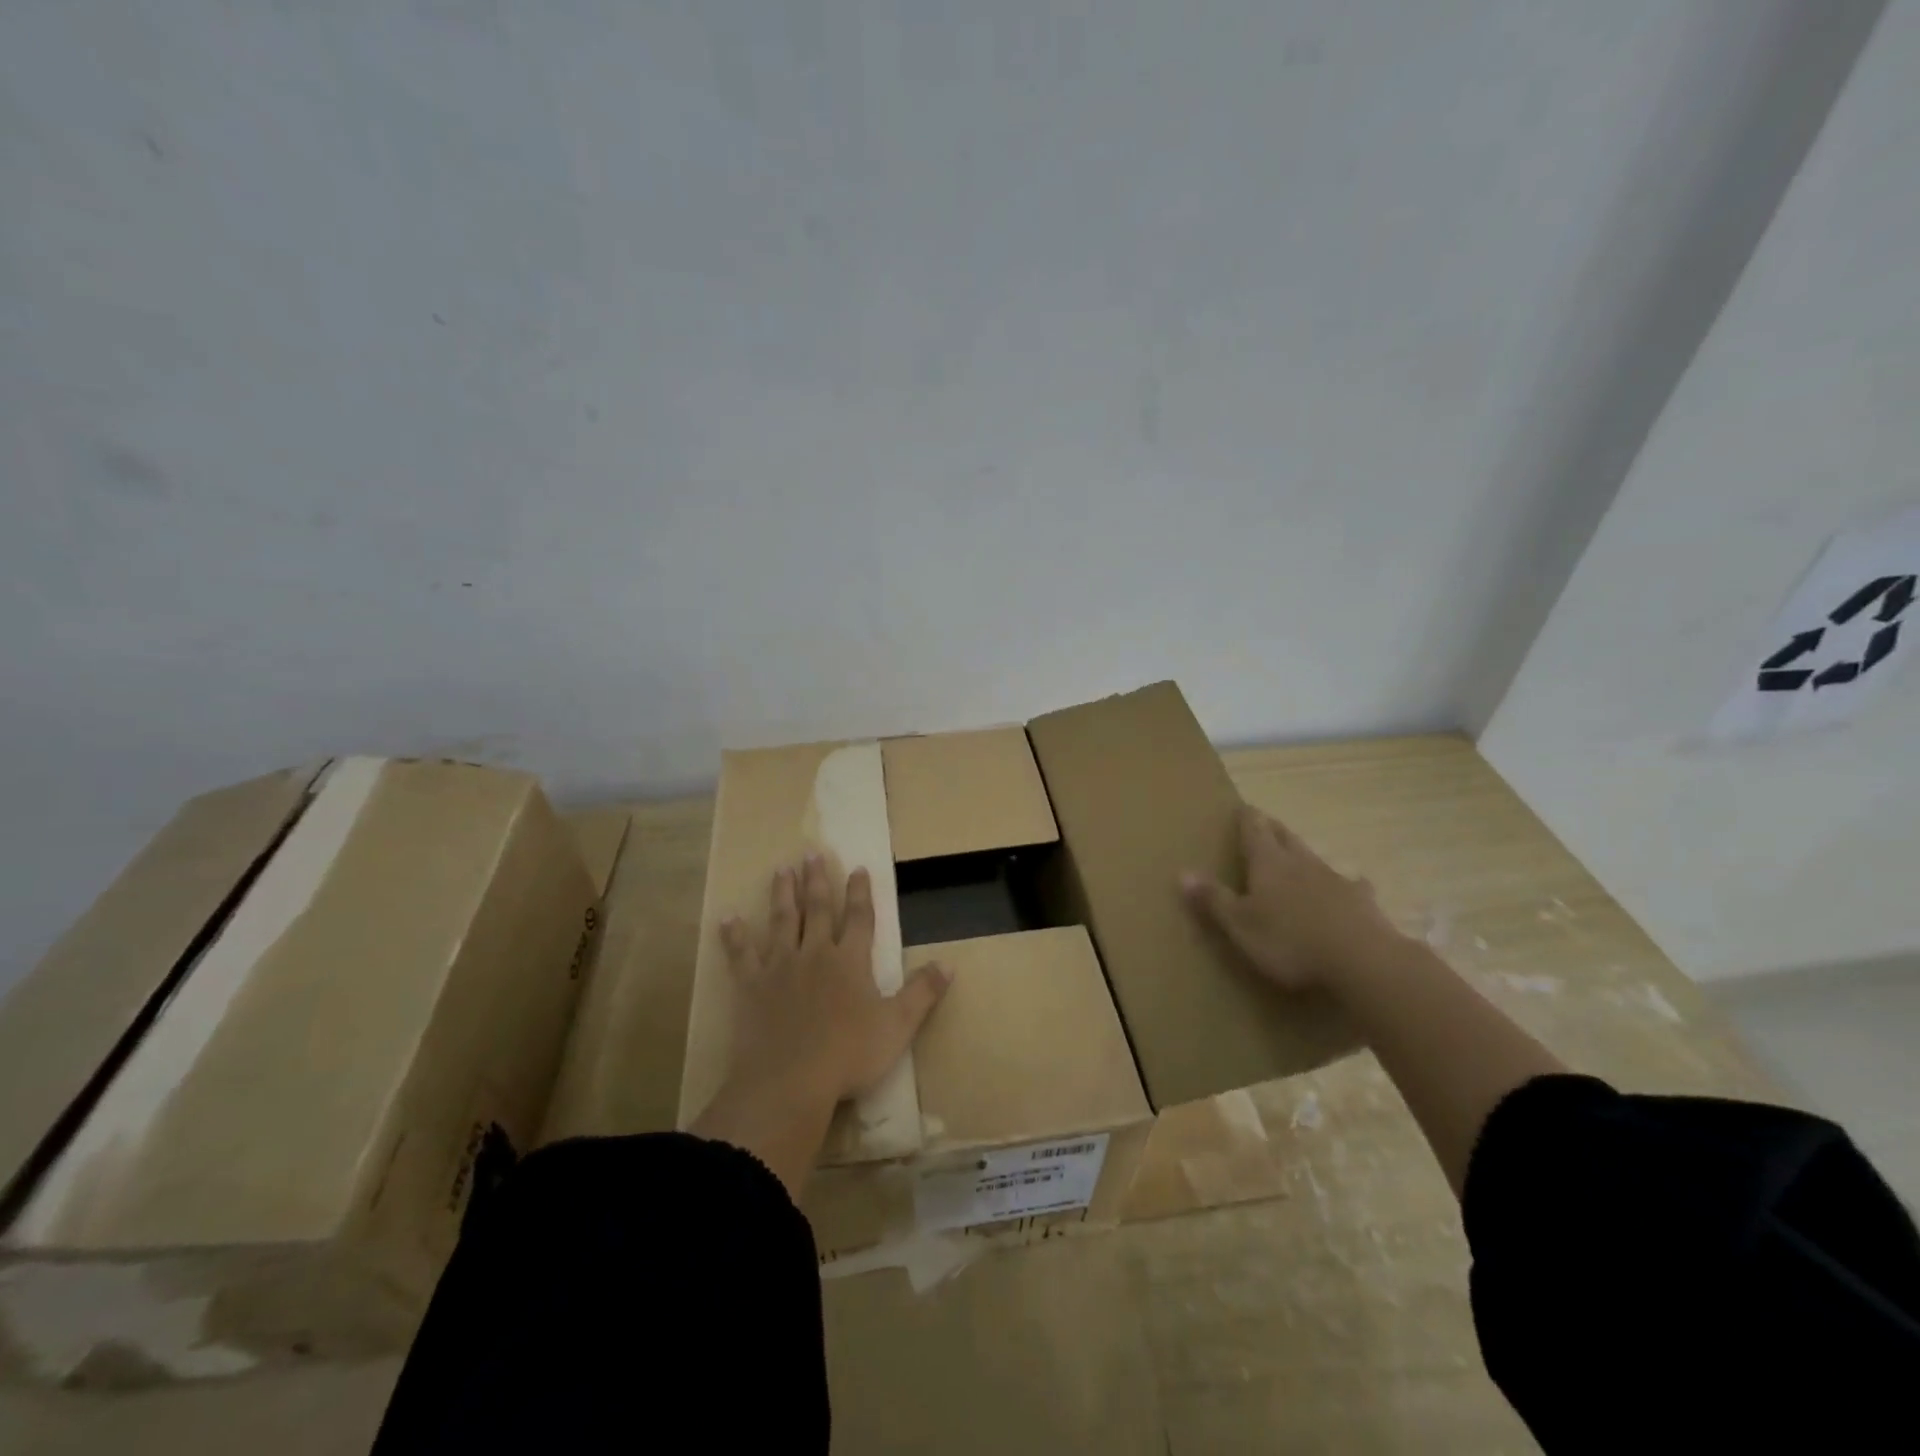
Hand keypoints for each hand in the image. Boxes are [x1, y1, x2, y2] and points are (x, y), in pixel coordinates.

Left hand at [719, 855, 949, 1105]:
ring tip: (782, 869)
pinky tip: (728, 919)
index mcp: (850, 961)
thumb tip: (948, 963)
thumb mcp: (898, 1026)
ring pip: (782, 921)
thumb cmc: (849, 1055)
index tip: (858, 868)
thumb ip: (923, 992)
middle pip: (818, 909)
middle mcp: (815, 953)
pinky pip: (741, 954)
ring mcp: (780, 967)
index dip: (860, 893)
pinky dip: (735, 936)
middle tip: (812, 854)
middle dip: (817, 881)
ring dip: (783, 894)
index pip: (859, 918)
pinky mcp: (751, 985)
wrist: (790, 1082)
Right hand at [1181, 804, 1400, 991]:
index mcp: (1268, 864)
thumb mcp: (1240, 925)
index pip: (1254, 830)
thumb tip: (1183, 872)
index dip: (1247, 818)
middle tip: (1265, 821)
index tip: (1242, 807)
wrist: (1363, 962)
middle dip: (1273, 828)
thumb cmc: (1290, 942)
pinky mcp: (1363, 903)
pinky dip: (1346, 884)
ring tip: (1297, 853)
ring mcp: (1336, 880)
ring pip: (1314, 858)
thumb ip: (1213, 899)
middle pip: (1285, 837)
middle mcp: (1302, 863)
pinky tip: (1353, 886)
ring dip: (1303, 854)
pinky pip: (1351, 886)